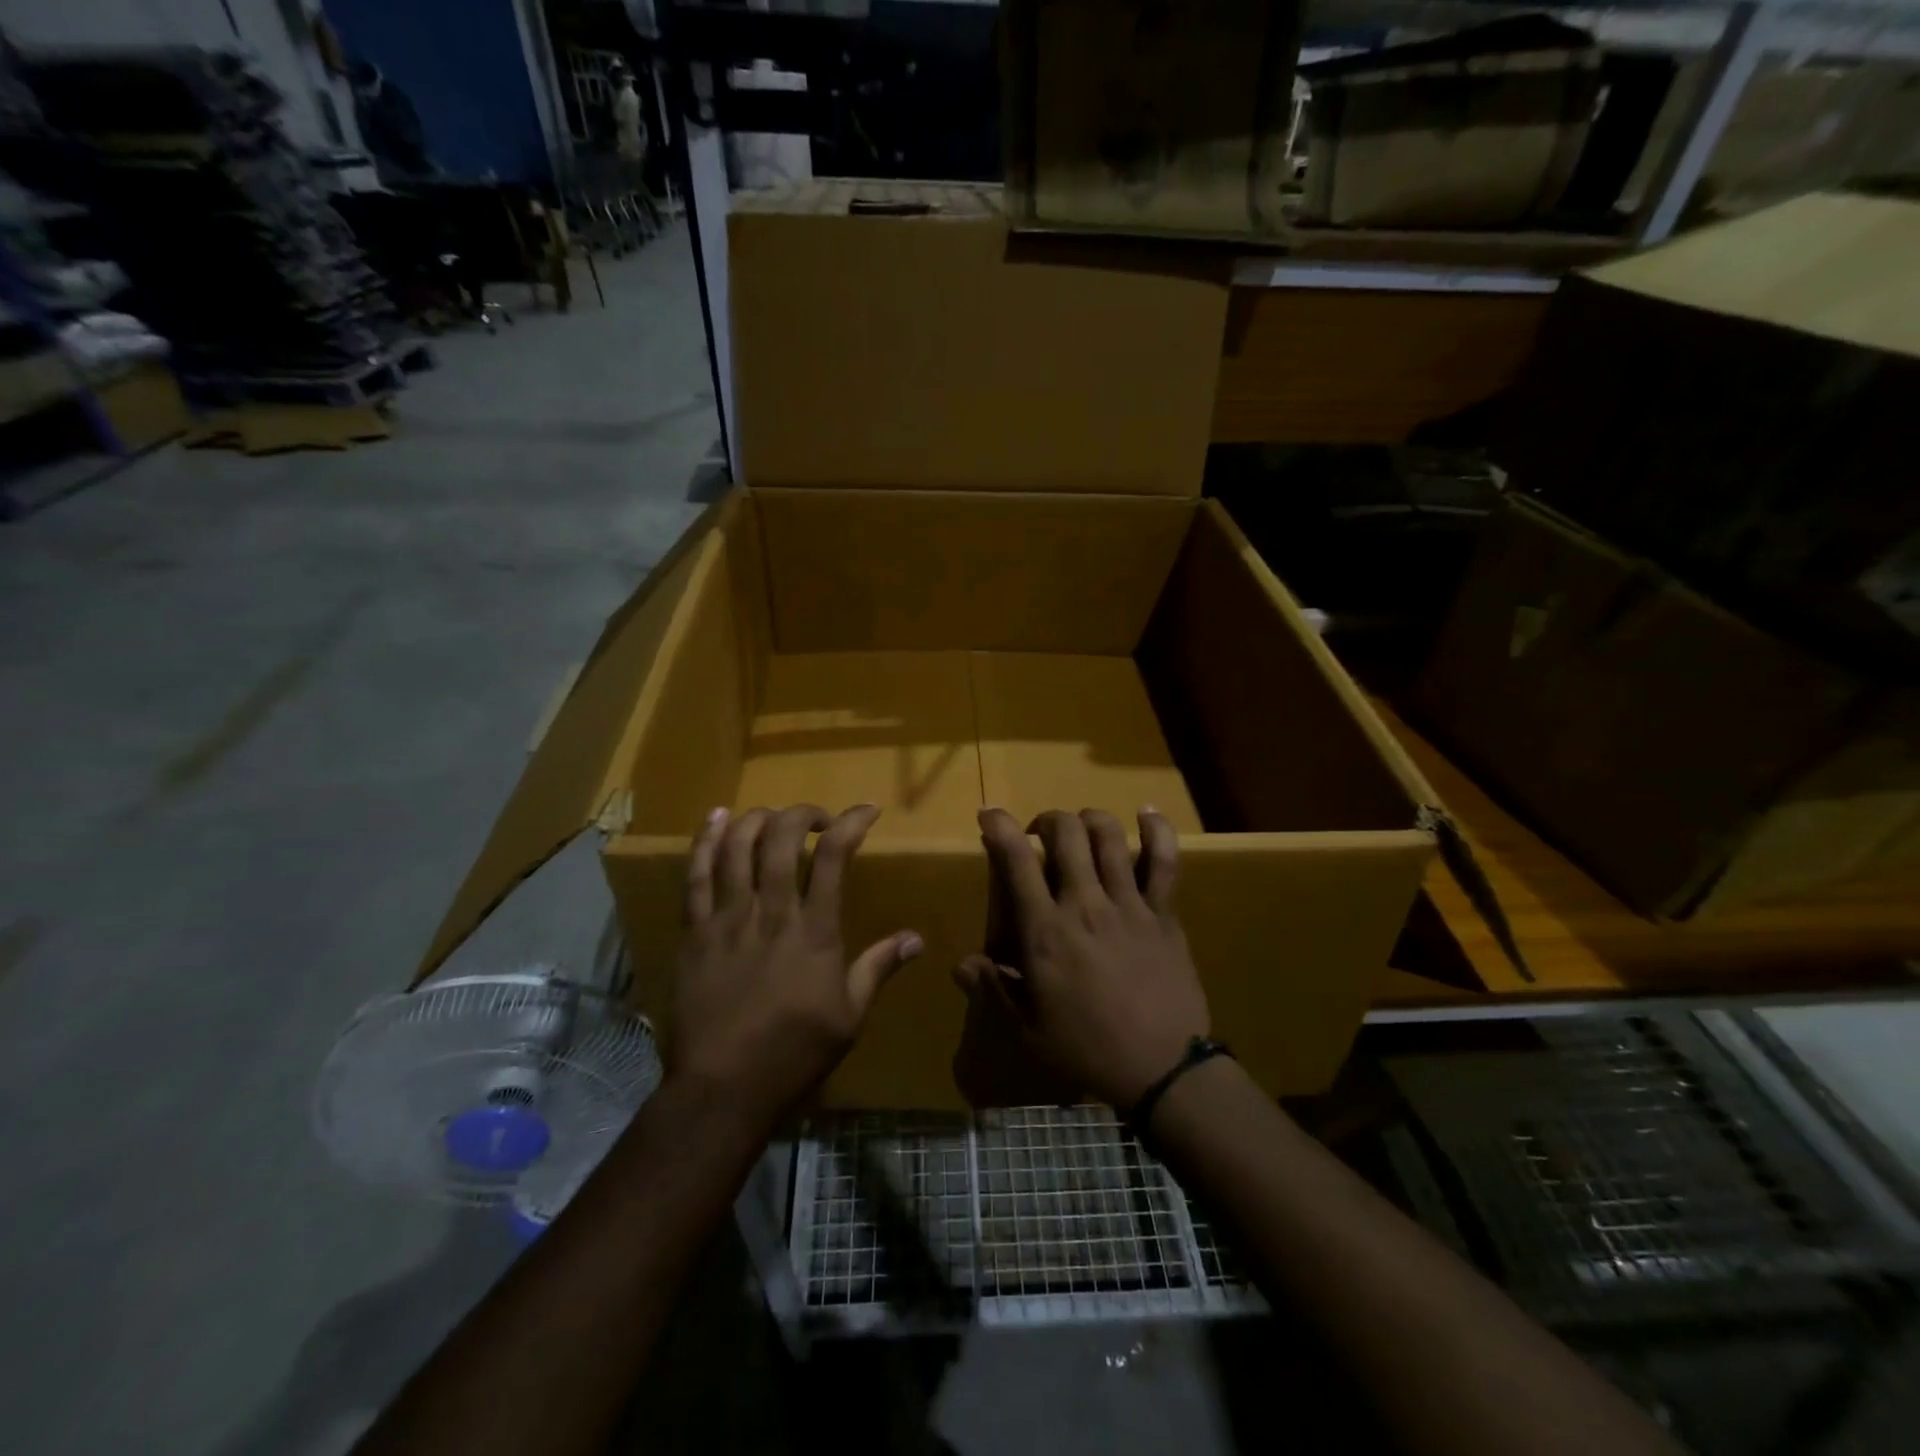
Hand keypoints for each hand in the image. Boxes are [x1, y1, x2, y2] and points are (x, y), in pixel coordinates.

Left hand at [672, 804, 920, 1123]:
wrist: (723, 1089)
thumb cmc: (794, 1053)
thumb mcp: (849, 1016)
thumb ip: (878, 967)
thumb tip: (916, 938)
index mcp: (814, 931)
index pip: (834, 857)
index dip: (852, 822)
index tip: (867, 810)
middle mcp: (771, 913)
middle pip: (781, 840)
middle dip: (802, 814)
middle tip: (815, 818)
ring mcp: (727, 920)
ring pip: (737, 848)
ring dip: (757, 819)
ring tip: (772, 815)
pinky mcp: (694, 932)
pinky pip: (696, 875)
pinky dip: (707, 841)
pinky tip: (717, 817)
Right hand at [957, 808, 1208, 1110]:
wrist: (1163, 1069)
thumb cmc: (1088, 1050)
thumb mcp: (1028, 1030)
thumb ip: (993, 990)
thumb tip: (961, 965)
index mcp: (1046, 931)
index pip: (1017, 862)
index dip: (1000, 827)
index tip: (990, 814)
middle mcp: (1085, 904)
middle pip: (1066, 833)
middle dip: (1048, 820)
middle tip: (1041, 836)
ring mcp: (1128, 904)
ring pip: (1109, 836)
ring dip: (1089, 820)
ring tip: (1082, 829)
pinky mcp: (1163, 913)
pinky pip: (1164, 861)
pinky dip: (1157, 830)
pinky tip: (1146, 813)